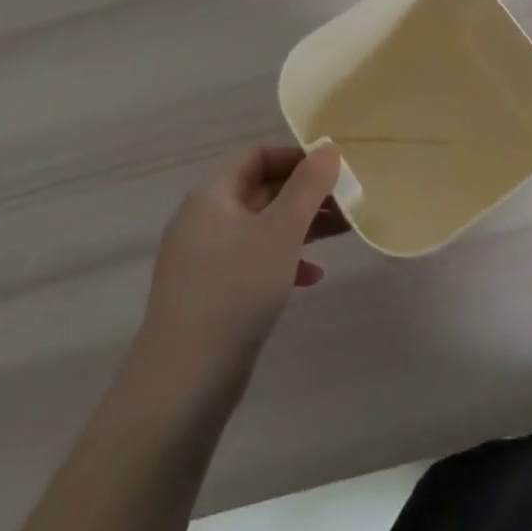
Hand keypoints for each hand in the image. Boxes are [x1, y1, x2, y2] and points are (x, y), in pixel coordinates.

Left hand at [137, 146, 349, 373]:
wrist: (184, 381)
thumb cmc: (236, 289)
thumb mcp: (281, 231)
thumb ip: (308, 186)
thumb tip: (328, 148)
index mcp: (212, 196)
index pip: (256, 156)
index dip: (295, 157)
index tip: (332, 169)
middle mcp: (204, 221)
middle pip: (261, 190)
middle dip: (306, 194)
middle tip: (347, 202)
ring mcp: (205, 260)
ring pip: (262, 227)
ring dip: (301, 226)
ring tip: (342, 232)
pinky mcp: (212, 294)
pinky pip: (253, 261)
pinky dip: (283, 260)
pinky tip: (311, 277)